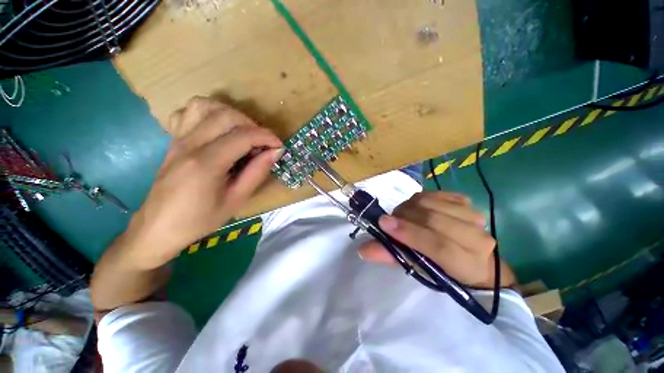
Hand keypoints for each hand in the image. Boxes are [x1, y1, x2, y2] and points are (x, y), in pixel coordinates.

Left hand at [124, 97, 281, 268]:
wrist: (159, 227)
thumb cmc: (200, 219)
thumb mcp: (236, 200)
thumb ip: (257, 172)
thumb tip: (275, 152)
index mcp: (206, 163)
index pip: (242, 136)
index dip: (266, 137)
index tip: (279, 146)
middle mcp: (189, 144)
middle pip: (226, 115)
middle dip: (253, 125)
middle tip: (263, 144)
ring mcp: (178, 139)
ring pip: (206, 106)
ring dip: (232, 115)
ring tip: (244, 133)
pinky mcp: (174, 140)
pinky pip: (189, 112)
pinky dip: (209, 113)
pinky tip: (219, 129)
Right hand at [358, 191, 514, 288]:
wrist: (470, 256)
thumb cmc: (441, 268)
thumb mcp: (416, 268)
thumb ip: (391, 256)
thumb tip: (363, 249)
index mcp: (467, 265)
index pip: (438, 246)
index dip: (409, 234)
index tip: (383, 224)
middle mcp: (477, 239)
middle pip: (434, 220)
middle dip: (404, 217)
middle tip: (389, 220)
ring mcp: (473, 216)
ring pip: (432, 203)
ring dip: (409, 207)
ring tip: (402, 215)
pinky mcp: (466, 202)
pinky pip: (435, 193)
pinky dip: (419, 199)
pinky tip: (416, 207)